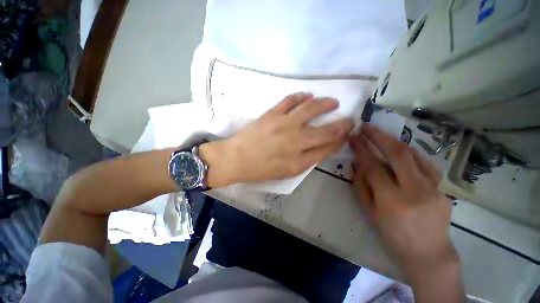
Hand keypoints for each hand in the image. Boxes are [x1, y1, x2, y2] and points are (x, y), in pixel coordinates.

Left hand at [200, 92, 353, 186]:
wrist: (237, 158)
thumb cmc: (261, 169)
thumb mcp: (287, 172)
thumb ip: (307, 160)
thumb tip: (323, 147)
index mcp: (299, 160)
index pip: (328, 148)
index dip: (340, 141)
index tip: (346, 135)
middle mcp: (296, 141)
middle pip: (326, 130)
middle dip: (342, 124)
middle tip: (349, 119)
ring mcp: (284, 124)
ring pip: (312, 109)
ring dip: (326, 104)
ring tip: (333, 102)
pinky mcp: (273, 113)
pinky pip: (291, 99)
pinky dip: (302, 96)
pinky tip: (308, 96)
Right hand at [349, 124, 458, 277]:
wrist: (428, 252)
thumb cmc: (392, 235)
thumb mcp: (369, 212)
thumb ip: (361, 186)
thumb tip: (357, 164)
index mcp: (392, 201)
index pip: (373, 166)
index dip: (361, 150)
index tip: (353, 138)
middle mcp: (415, 190)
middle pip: (397, 154)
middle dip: (378, 136)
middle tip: (365, 127)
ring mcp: (433, 187)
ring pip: (413, 154)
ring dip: (393, 141)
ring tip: (379, 135)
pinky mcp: (443, 187)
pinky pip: (424, 162)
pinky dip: (408, 152)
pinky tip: (399, 149)